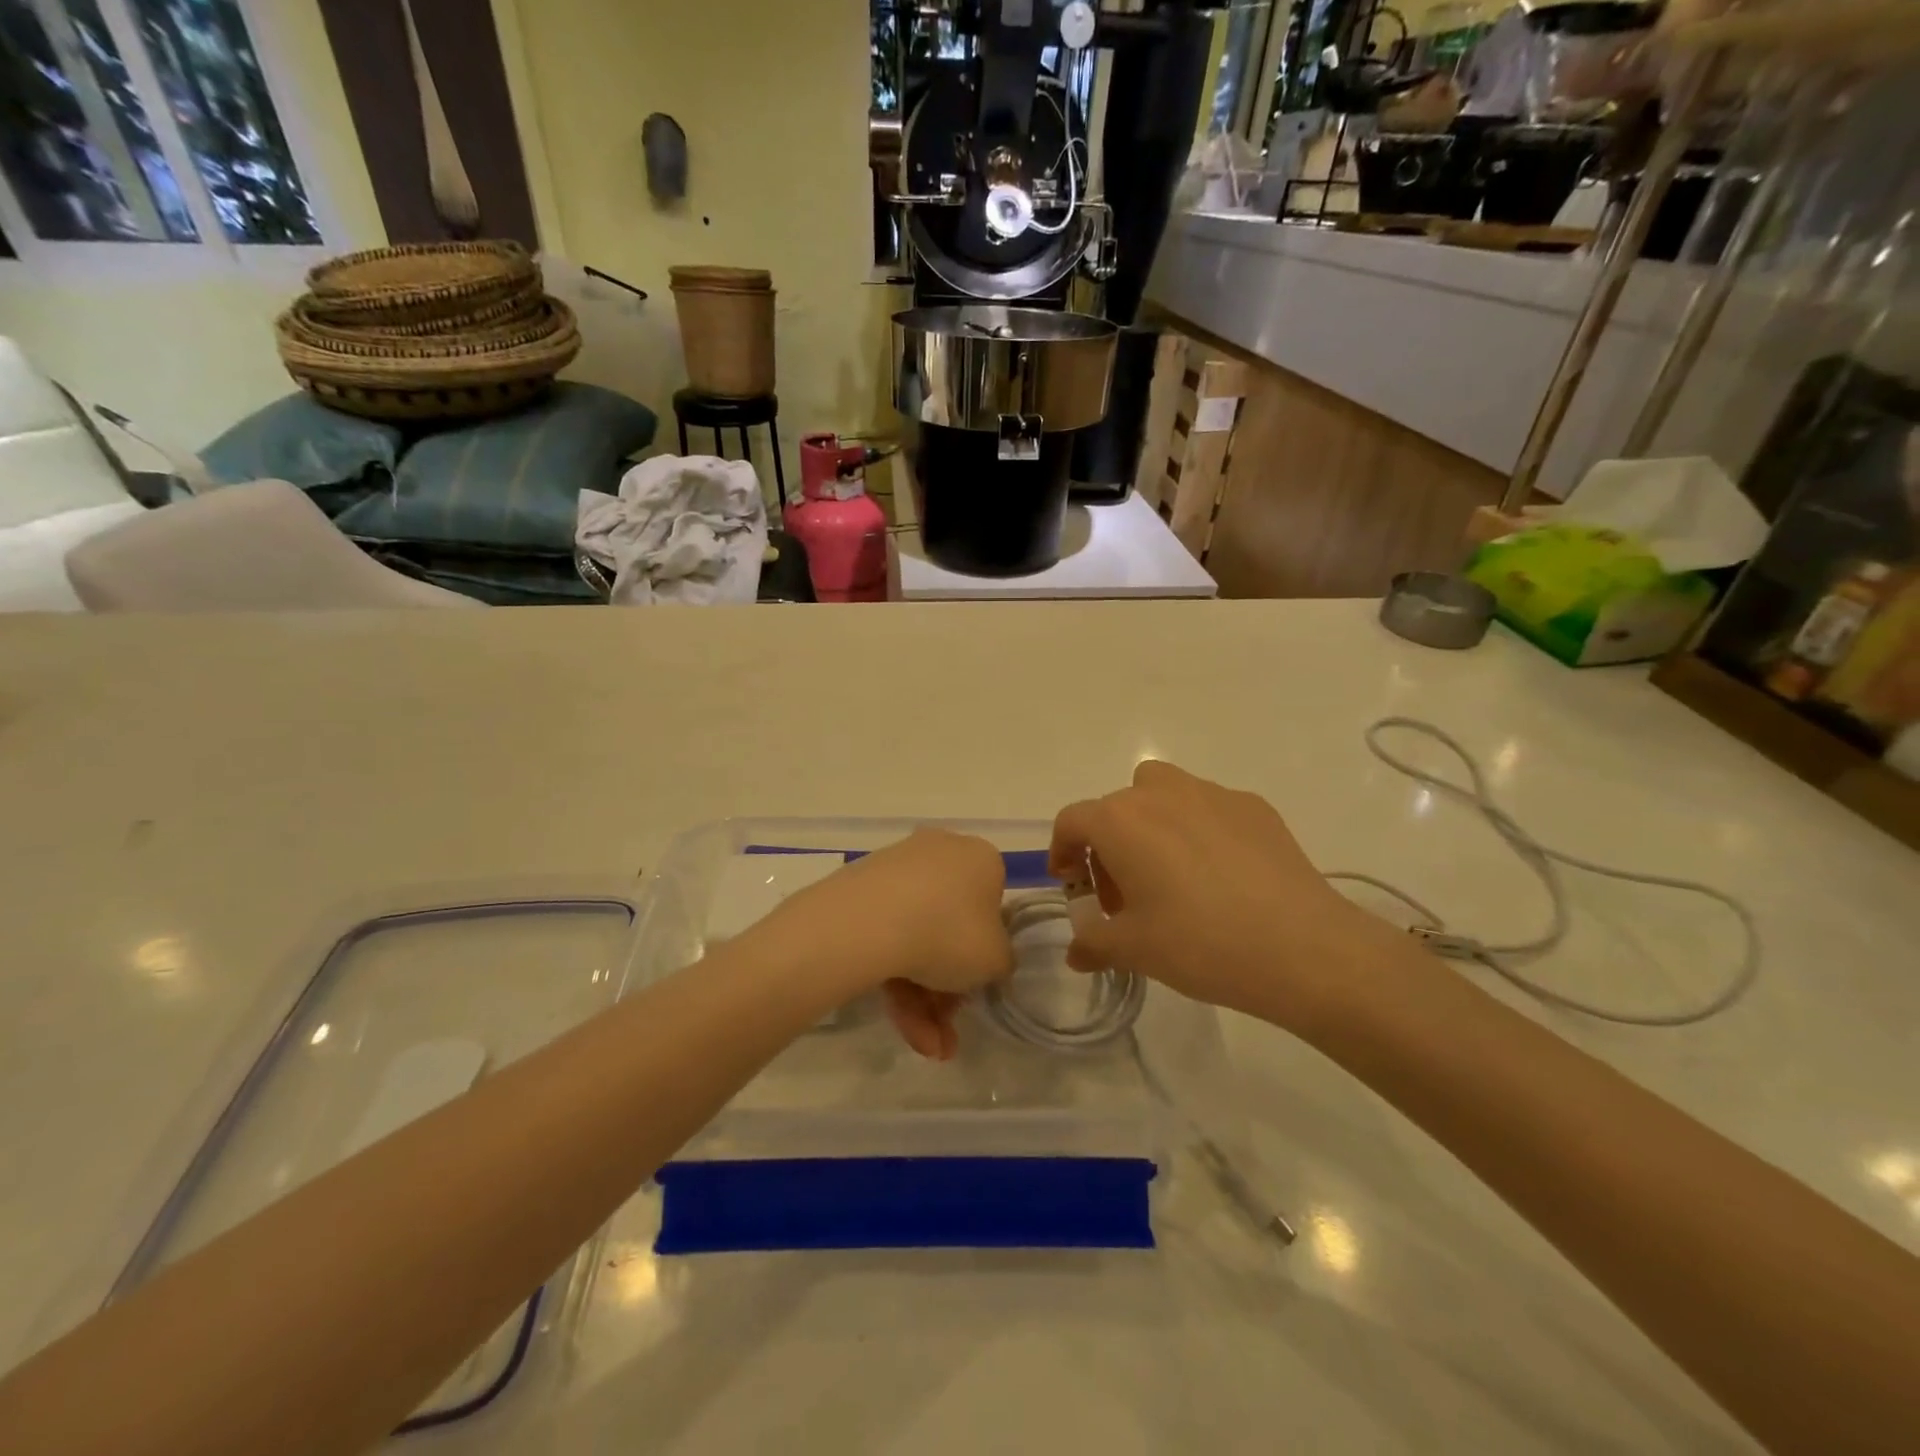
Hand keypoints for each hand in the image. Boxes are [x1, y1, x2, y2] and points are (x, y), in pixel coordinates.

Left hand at [764, 828, 1012, 1060]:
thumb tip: (988, 960)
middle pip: (949, 928)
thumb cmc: (950, 933)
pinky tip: (899, 1025)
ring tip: (924, 1046)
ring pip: (916, 939)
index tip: (976, 987)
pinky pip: (886, 936)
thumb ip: (1001, 961)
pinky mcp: (859, 891)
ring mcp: (895, 871)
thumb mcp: (997, 960)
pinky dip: (894, 980)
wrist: (868, 923)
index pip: (991, 904)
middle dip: (948, 989)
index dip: (985, 951)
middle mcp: (939, 854)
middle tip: (947, 1030)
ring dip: (922, 1000)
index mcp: (979, 858)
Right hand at [1049, 762, 1411, 1031]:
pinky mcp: (1254, 806)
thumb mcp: (1134, 950)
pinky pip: (1209, 807)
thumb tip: (1076, 952)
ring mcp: (1211, 794)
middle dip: (1109, 845)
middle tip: (1124, 894)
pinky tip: (1222, 876)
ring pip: (1163, 793)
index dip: (1062, 851)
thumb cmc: (1199, 944)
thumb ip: (1093, 944)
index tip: (1071, 884)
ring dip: (1152, 824)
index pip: (1072, 821)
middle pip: (1116, 807)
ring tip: (1171, 873)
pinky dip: (1200, 829)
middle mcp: (1160, 793)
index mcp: (1120, 821)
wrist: (1301, 947)